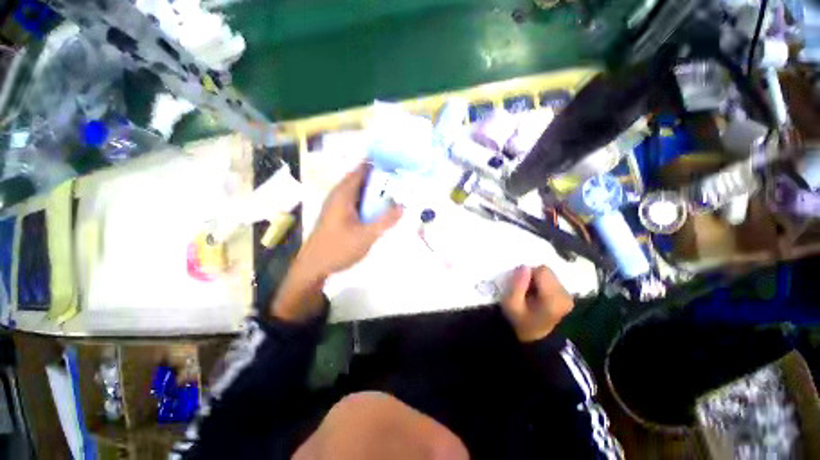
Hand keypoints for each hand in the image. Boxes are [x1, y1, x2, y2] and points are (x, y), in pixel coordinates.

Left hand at [272, 164, 402, 321]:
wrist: (314, 267)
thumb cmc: (338, 248)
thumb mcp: (366, 235)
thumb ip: (385, 220)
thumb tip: (402, 206)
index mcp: (343, 194)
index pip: (361, 169)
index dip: (378, 163)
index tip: (396, 162)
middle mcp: (339, 195)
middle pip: (361, 179)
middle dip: (380, 177)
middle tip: (401, 178)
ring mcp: (337, 205)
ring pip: (359, 191)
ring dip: (375, 190)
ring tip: (395, 191)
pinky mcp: (338, 214)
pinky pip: (356, 201)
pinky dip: (369, 200)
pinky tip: (379, 208)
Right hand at [501, 265, 573, 341]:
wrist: (533, 339)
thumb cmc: (519, 321)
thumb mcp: (511, 303)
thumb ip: (517, 284)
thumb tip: (524, 266)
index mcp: (553, 298)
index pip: (541, 271)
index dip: (527, 275)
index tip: (520, 287)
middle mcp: (565, 295)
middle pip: (546, 271)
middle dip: (532, 277)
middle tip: (524, 291)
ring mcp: (568, 296)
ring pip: (549, 275)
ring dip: (537, 281)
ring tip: (530, 294)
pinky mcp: (567, 297)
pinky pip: (552, 281)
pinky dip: (542, 285)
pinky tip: (537, 297)